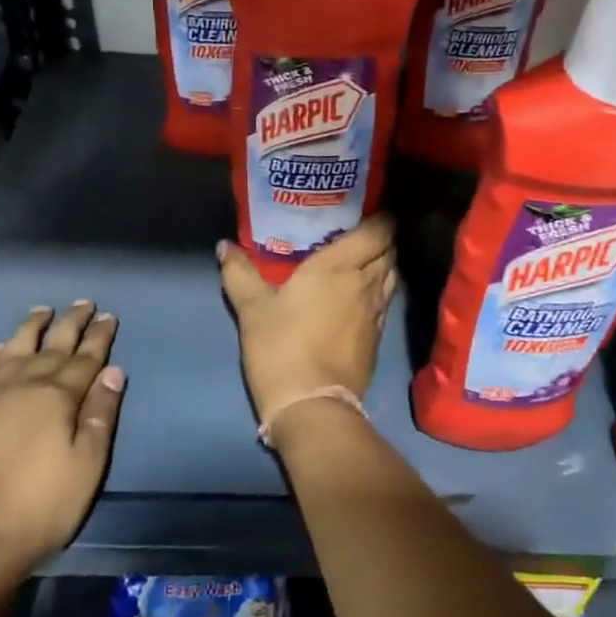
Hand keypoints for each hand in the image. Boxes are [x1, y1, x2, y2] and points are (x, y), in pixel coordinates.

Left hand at [0, 302, 124, 598]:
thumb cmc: (40, 509)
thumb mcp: (86, 466)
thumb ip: (100, 415)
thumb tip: (113, 371)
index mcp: (56, 397)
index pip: (86, 358)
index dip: (100, 336)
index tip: (109, 316)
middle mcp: (22, 386)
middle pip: (51, 346)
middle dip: (70, 323)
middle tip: (83, 303)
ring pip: (12, 350)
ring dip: (30, 329)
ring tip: (42, 312)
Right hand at [218, 214, 397, 431]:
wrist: (312, 405)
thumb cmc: (281, 348)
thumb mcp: (252, 309)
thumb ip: (239, 273)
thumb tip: (224, 246)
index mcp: (340, 267)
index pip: (378, 231)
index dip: (381, 218)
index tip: (368, 210)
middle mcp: (366, 283)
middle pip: (389, 250)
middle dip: (381, 238)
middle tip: (359, 232)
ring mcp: (376, 312)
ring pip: (391, 275)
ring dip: (383, 263)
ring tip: (362, 260)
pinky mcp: (378, 337)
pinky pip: (386, 301)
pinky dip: (380, 290)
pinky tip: (361, 295)